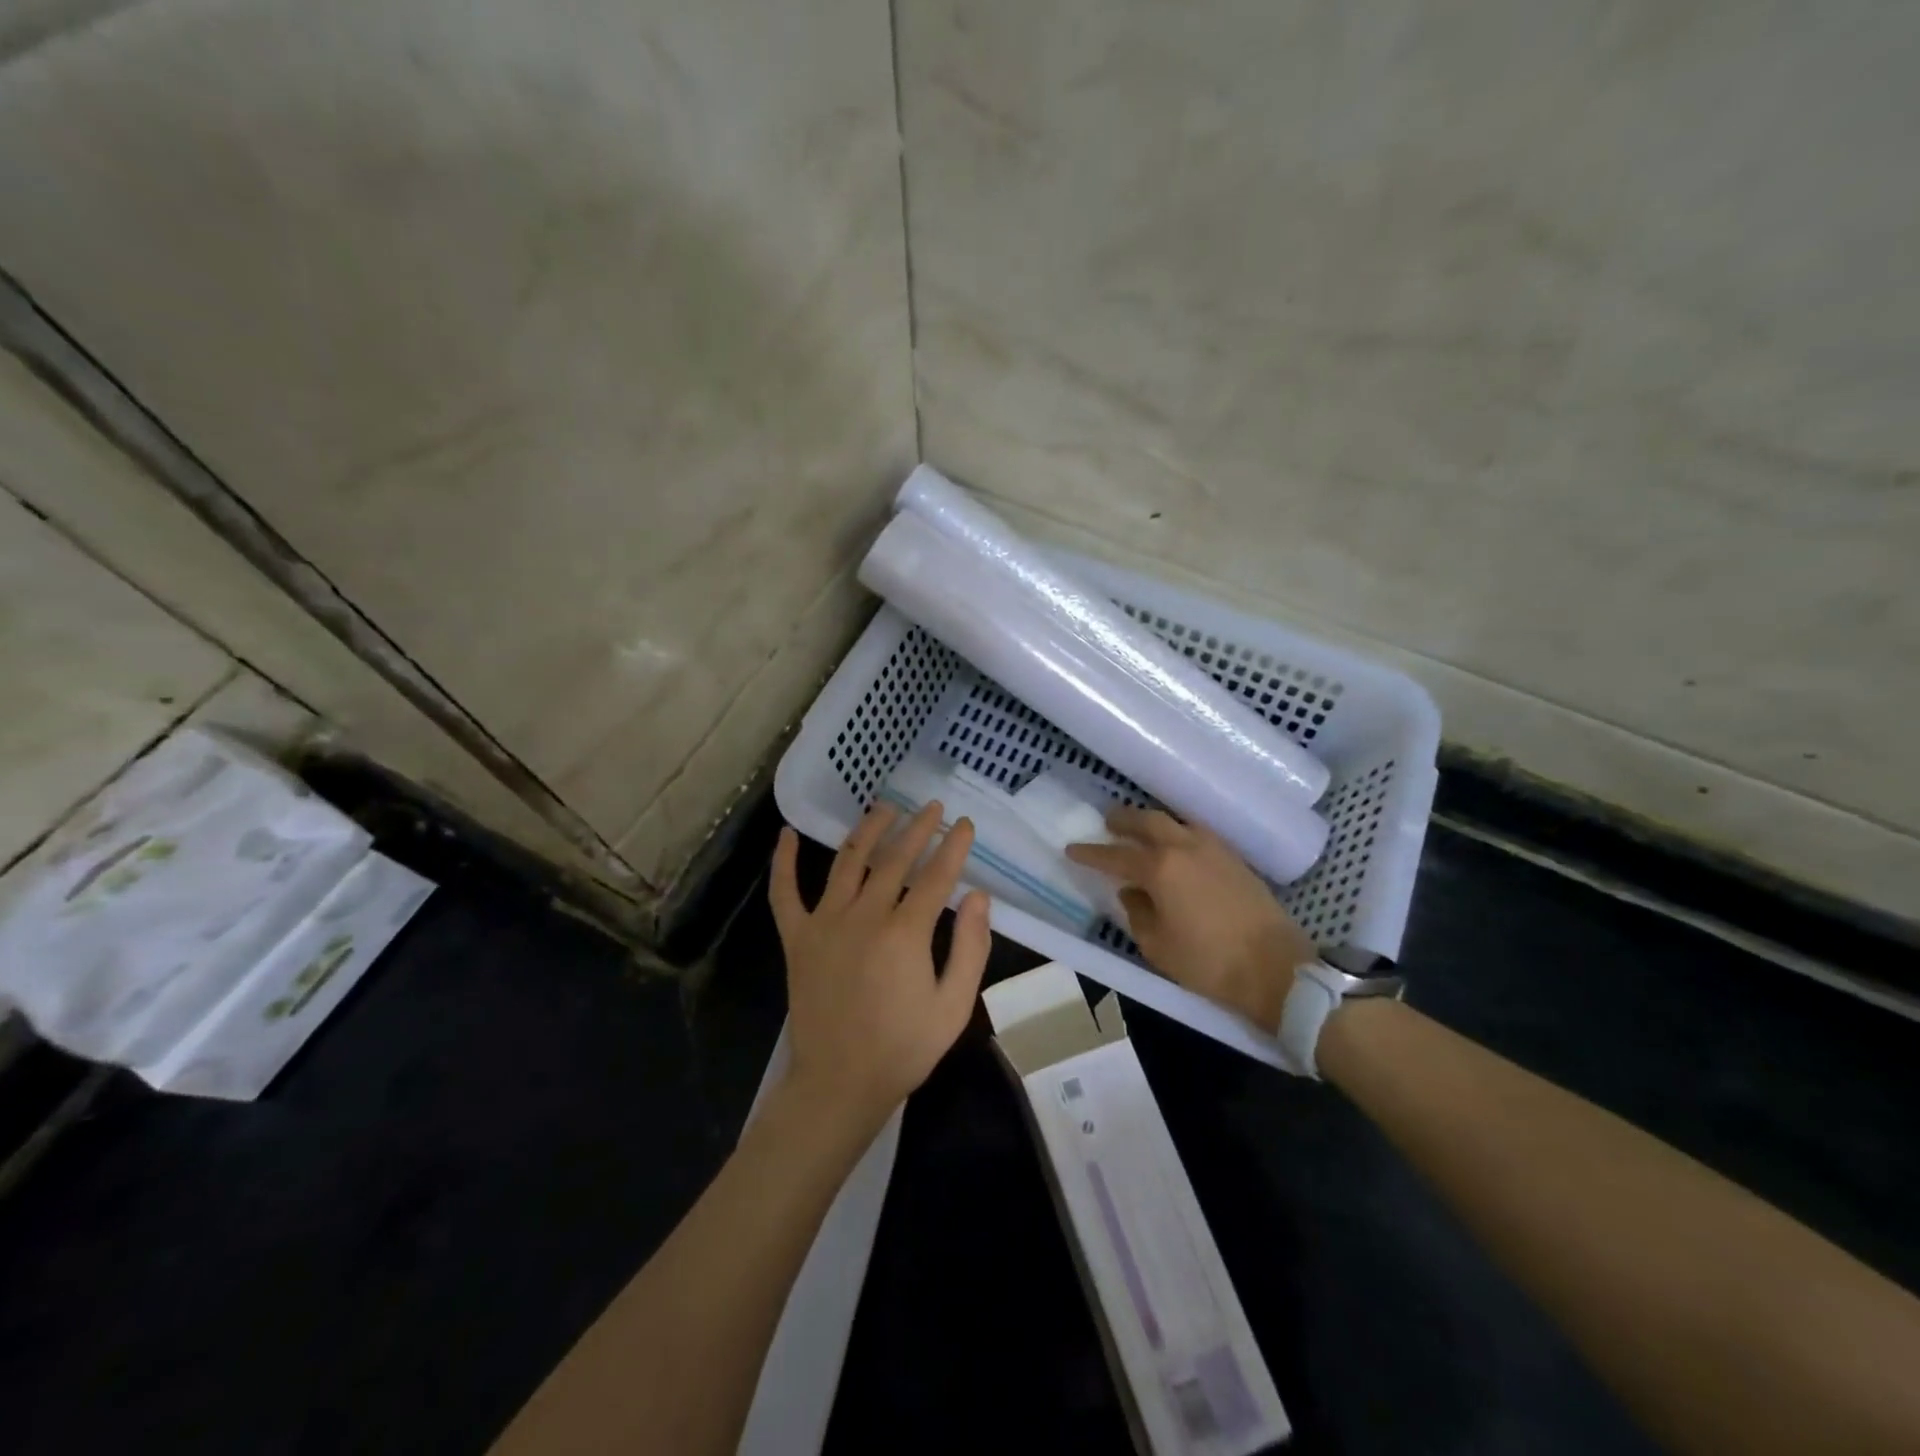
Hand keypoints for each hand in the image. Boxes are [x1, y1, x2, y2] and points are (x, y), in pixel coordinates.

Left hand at [769, 802, 991, 1131]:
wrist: (839, 1084)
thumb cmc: (903, 1049)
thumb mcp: (954, 1007)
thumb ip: (970, 948)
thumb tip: (977, 896)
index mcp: (905, 933)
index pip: (935, 875)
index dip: (953, 846)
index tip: (964, 824)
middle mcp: (863, 916)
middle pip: (894, 859)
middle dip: (917, 828)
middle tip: (932, 808)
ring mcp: (825, 924)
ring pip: (847, 862)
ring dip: (868, 830)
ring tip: (885, 808)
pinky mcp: (797, 938)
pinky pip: (785, 893)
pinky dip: (783, 862)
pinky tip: (786, 834)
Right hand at [1067, 806, 1314, 1031]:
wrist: (1275, 968)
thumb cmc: (1208, 962)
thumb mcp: (1157, 946)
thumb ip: (1137, 913)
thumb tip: (1131, 892)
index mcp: (1160, 868)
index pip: (1115, 855)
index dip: (1091, 853)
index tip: (1072, 849)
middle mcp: (1184, 847)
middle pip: (1148, 821)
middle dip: (1123, 819)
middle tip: (1108, 822)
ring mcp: (1214, 849)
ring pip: (1175, 822)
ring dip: (1153, 823)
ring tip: (1141, 831)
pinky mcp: (1235, 858)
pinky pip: (1197, 833)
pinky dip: (1178, 832)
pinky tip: (1177, 846)